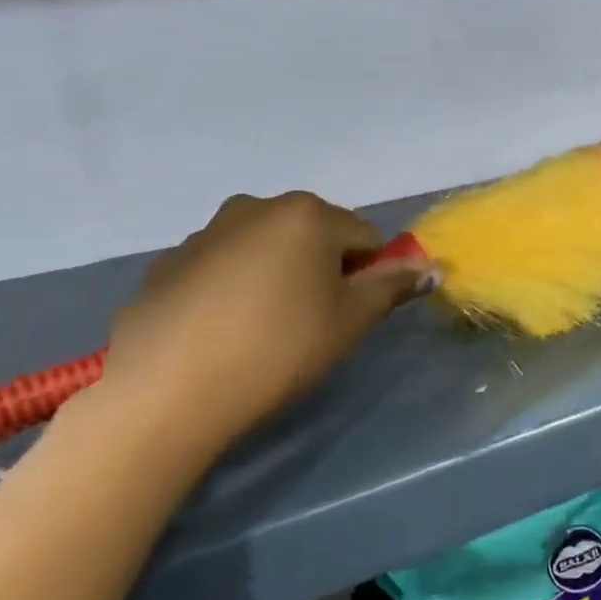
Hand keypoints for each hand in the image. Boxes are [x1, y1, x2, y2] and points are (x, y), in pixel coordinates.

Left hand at [100, 192, 432, 460]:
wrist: (167, 392)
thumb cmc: (279, 348)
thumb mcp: (351, 320)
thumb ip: (394, 286)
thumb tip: (434, 267)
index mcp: (307, 214)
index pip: (366, 237)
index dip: (370, 275)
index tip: (352, 314)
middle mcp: (256, 207)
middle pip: (314, 235)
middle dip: (324, 269)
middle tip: (313, 322)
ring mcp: (205, 233)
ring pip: (266, 249)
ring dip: (278, 276)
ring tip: (264, 330)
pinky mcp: (166, 263)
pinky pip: (222, 267)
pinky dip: (234, 288)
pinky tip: (223, 333)